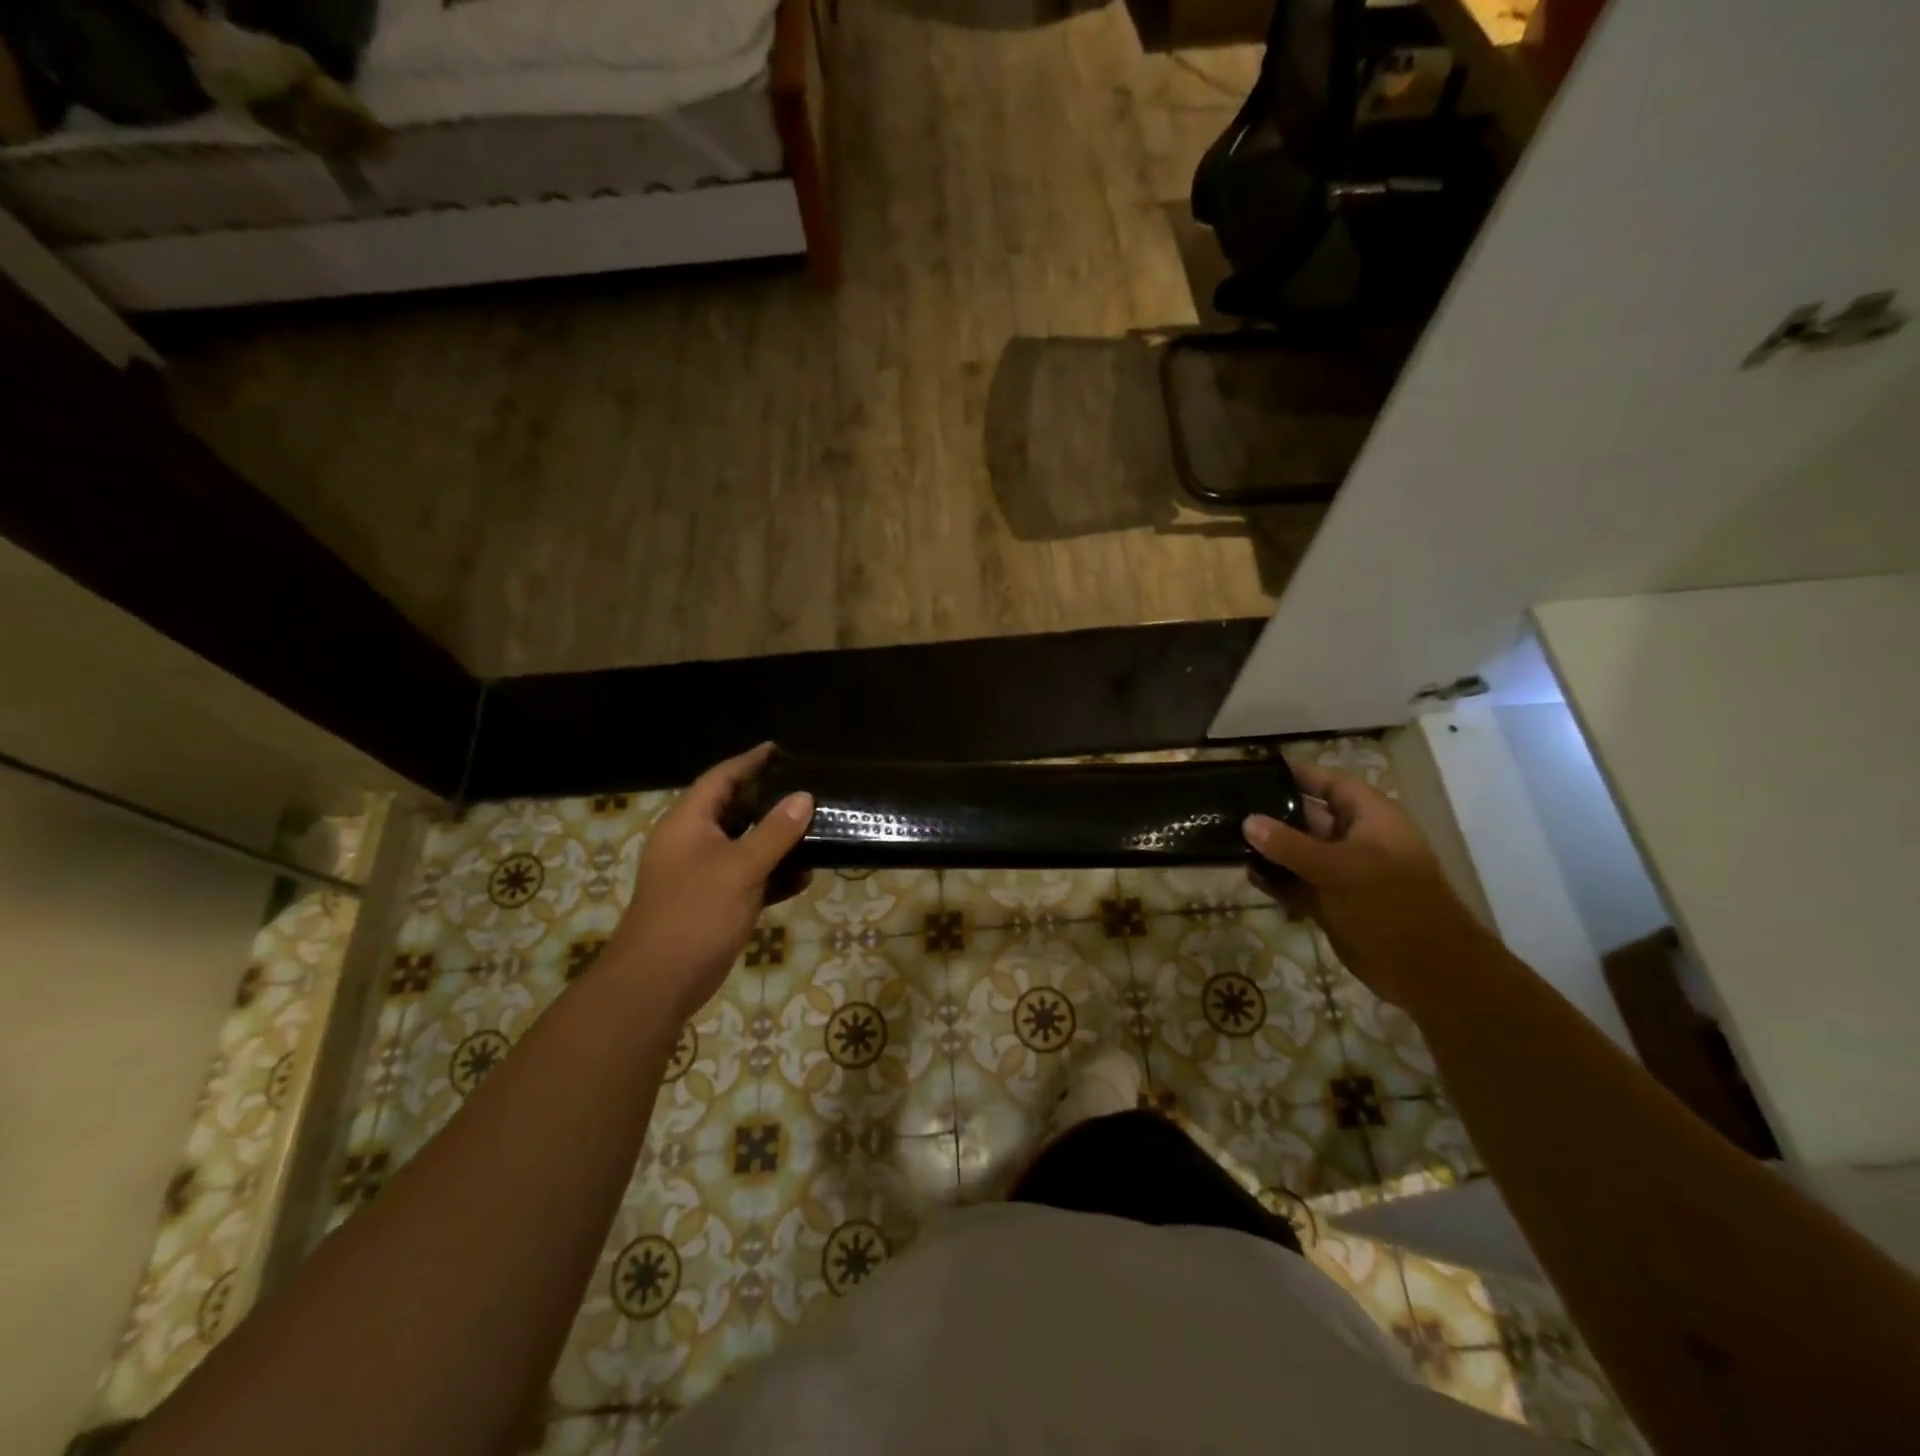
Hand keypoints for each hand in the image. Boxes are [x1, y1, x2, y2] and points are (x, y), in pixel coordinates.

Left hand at [605, 745, 812, 1021]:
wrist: (658, 982)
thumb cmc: (695, 913)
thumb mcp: (740, 867)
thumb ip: (774, 832)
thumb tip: (804, 796)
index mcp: (688, 823)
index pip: (721, 778)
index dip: (750, 761)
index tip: (780, 750)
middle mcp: (693, 842)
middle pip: (734, 809)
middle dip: (770, 800)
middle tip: (807, 788)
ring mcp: (702, 874)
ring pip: (745, 845)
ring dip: (776, 840)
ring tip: (816, 828)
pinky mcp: (714, 902)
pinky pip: (749, 877)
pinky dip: (773, 875)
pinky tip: (804, 877)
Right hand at [1243, 759, 1489, 1010]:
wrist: (1425, 971)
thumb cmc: (1390, 904)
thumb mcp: (1339, 868)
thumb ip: (1290, 845)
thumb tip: (1248, 821)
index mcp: (1370, 819)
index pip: (1330, 783)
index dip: (1297, 775)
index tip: (1256, 770)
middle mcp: (1355, 840)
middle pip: (1308, 816)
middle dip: (1273, 813)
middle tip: (1229, 807)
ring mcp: (1343, 873)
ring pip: (1299, 852)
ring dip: (1269, 849)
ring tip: (1227, 839)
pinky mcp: (1332, 902)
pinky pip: (1297, 882)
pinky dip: (1276, 879)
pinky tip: (1248, 874)